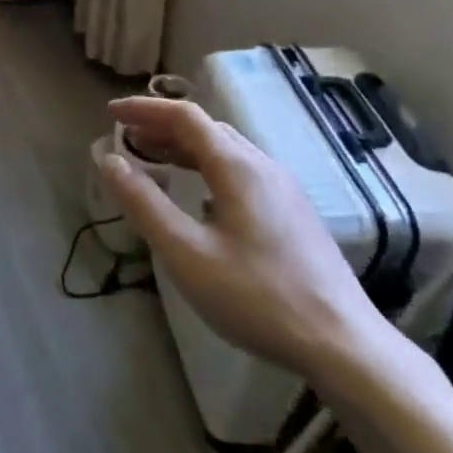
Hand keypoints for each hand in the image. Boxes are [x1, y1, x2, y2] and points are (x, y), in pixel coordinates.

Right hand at [98, 97, 389, 379]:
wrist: (343, 344)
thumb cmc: (257, 297)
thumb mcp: (186, 253)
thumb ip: (144, 203)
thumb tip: (109, 160)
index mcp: (237, 167)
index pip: (185, 116)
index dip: (144, 109)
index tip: (110, 113)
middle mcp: (263, 166)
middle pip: (207, 128)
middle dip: (162, 125)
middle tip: (126, 138)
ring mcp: (284, 189)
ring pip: (227, 150)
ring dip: (185, 146)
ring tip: (153, 160)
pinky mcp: (294, 213)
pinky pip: (242, 172)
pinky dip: (207, 167)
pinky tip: (198, 198)